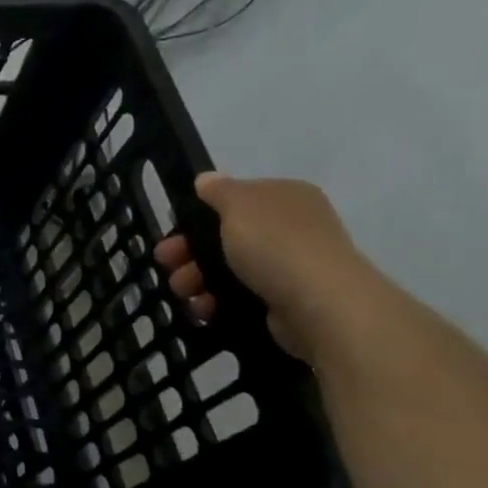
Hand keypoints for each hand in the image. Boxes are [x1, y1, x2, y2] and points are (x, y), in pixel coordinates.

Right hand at [153, 173, 376, 362]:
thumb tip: (207, 179)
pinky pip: (239, 297)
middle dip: (188, 251)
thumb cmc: (276, 245)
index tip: (172, 231)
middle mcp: (291, 229)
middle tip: (166, 263)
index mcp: (285, 198)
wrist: (321, 306)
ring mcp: (289, 267)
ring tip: (182, 292)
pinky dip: (216, 301)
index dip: (198, 215)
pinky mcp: (284, 302)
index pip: (233, 201)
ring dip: (196, 279)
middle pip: (224, 237)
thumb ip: (218, 190)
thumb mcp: (238, 204)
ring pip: (227, 269)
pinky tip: (203, 308)